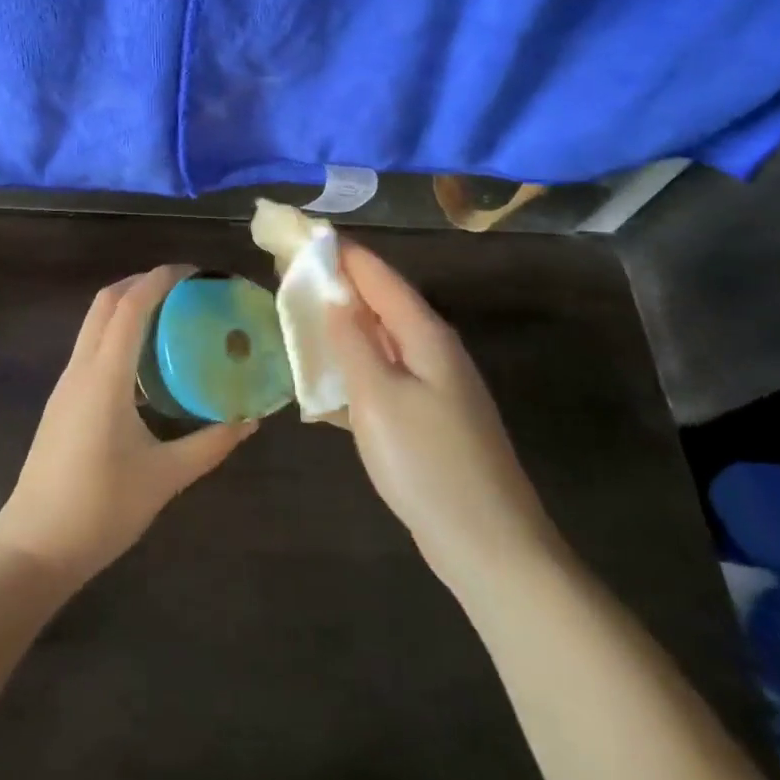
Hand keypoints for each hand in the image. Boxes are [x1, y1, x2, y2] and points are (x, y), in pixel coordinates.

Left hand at [0, 265, 256, 585]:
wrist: (34, 546)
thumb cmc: (100, 509)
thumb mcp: (165, 477)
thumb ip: (210, 444)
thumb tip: (249, 419)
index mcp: (104, 377)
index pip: (130, 307)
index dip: (160, 280)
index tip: (194, 273)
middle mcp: (80, 369)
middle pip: (106, 303)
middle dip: (142, 283)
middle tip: (185, 290)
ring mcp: (66, 384)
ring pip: (94, 323)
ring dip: (128, 307)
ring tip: (171, 318)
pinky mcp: (62, 401)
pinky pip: (91, 347)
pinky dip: (118, 333)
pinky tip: (145, 362)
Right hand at [325, 245, 558, 586]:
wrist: (490, 547)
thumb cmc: (428, 464)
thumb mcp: (378, 398)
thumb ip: (351, 343)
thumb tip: (332, 297)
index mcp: (426, 335)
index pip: (378, 275)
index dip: (340, 252)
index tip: (300, 232)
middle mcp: (434, 350)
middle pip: (381, 301)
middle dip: (338, 283)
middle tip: (289, 270)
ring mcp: (435, 385)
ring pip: (381, 338)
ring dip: (343, 323)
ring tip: (300, 313)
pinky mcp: (429, 416)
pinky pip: (385, 372)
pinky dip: (354, 363)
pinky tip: (328, 375)